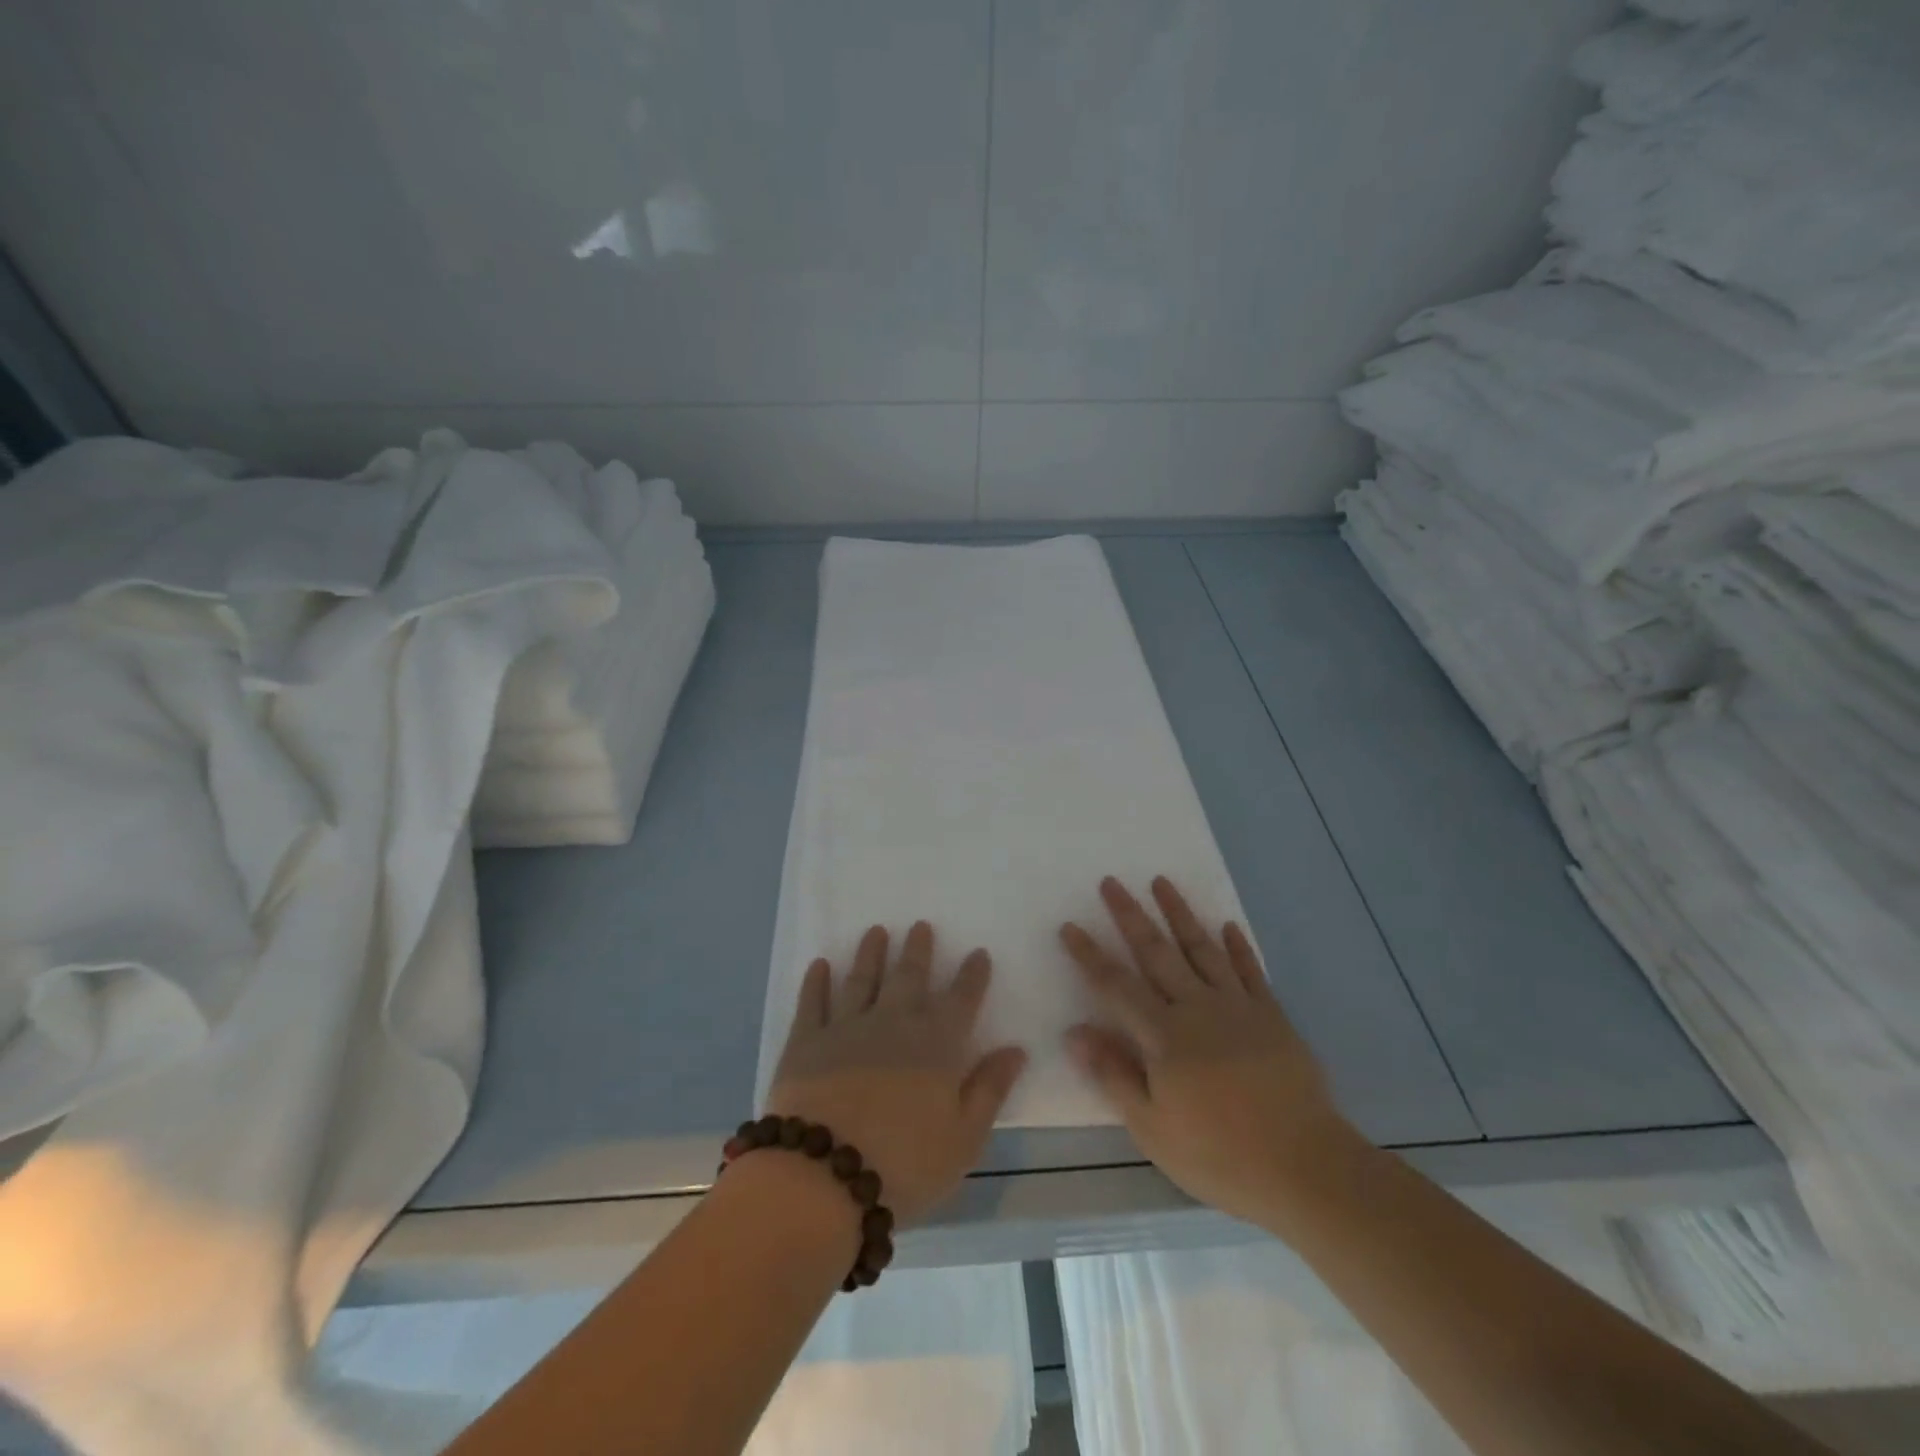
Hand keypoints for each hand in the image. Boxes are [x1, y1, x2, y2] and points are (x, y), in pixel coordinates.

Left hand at [767, 922, 1027, 1224]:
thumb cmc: (905, 1164)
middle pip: (909, 977)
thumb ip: (990, 1089)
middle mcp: (893, 1023)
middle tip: (920, 926)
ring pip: (862, 979)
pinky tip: (819, 965)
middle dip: (918, 950)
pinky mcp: (805, 1042)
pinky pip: (812, 1003)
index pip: (961, 1000)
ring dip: (870, 953)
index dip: (972, 975)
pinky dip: (816, 982)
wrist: (824, 1176)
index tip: (978, 952)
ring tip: (876, 931)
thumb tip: (1016, 1049)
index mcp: (936, 1045)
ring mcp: (846, 1028)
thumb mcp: (964, 1138)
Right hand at [1060, 876, 1359, 1224]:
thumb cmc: (1220, 1155)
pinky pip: (1250, 971)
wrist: (1306, 1167)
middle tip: (1111, 882)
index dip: (1090, 955)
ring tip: (1161, 882)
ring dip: (1179, 913)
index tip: (1069, 926)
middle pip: (1156, 952)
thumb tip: (1074, 1032)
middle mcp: (1197, 1008)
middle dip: (1130, 916)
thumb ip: (1113, 1074)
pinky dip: (1238, 947)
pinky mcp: (1272, 1016)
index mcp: (1164, 1036)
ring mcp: (1238, 1007)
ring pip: (1202, 949)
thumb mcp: (1153, 1128)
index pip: (1116, 985)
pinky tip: (1228, 925)